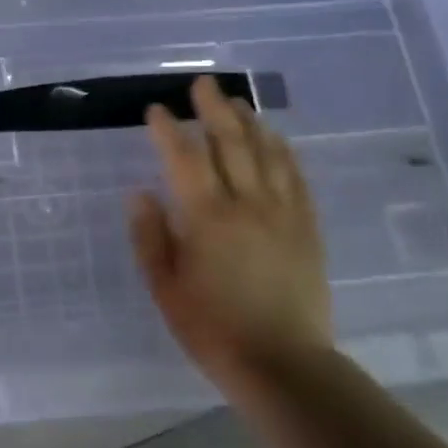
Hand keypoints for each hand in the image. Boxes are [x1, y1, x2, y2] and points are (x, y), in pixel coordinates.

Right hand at [127, 76, 332, 386]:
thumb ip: (150, 237)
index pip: (183, 159)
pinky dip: (283, 151)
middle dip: (213, 109)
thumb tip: (139, 193)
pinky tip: (276, 139)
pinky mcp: (307, 228)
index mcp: (206, 219)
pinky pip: (296, 177)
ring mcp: (283, 213)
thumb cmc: (212, 329)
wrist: (283, 363)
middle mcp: (247, 205)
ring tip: (236, 102)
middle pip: (230, 143)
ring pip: (267, 153)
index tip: (155, 110)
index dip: (167, 130)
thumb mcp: (165, 288)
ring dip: (250, 122)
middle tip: (202, 84)